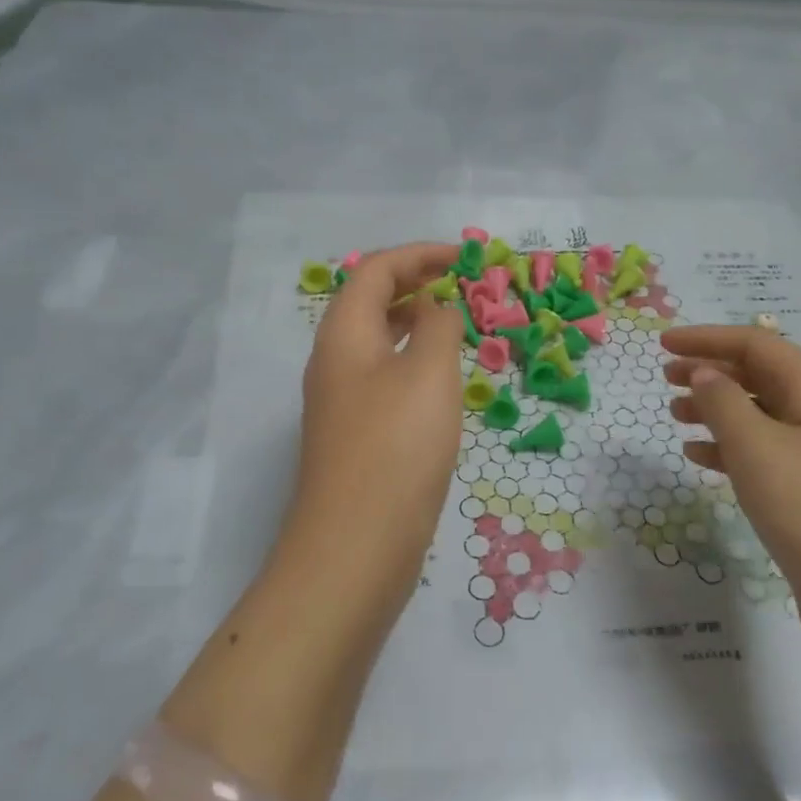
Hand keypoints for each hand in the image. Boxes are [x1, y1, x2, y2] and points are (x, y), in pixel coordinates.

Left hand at [286, 243, 465, 583]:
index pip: (375, 270)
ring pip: (378, 343)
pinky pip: (385, 379)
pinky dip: (414, 363)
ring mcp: (342, 402)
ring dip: (416, 324)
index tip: (465, 259)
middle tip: (464, 287)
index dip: (419, 255)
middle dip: (416, 284)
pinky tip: (443, 381)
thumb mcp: (429, 374)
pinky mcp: (356, 436)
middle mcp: (335, 361)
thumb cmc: (396, 447)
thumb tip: (439, 308)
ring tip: (458, 326)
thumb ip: (440, 327)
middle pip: (370, 302)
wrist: (356, 545)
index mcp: (343, 335)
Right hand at [661, 326, 800, 668]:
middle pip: (760, 376)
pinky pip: (765, 453)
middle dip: (711, 371)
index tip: (662, 343)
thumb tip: (705, 372)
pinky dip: (730, 448)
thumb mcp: (757, 446)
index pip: (756, 345)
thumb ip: (723, 401)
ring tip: (675, 416)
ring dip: (716, 409)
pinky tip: (699, 458)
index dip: (707, 338)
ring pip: (760, 415)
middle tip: (665, 378)